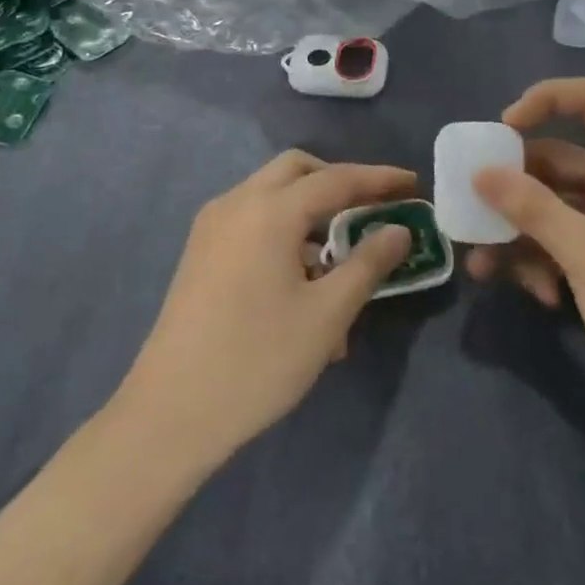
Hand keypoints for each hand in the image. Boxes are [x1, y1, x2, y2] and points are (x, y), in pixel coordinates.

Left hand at [117, 150, 415, 466]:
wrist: (171, 413)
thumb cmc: (258, 360)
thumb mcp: (327, 314)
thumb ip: (368, 263)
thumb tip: (399, 230)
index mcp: (269, 210)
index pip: (336, 178)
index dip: (379, 179)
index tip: (413, 184)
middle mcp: (236, 204)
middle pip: (297, 171)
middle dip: (339, 183)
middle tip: (374, 209)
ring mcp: (212, 227)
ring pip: (272, 196)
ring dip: (311, 211)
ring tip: (342, 260)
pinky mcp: (201, 253)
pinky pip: (252, 223)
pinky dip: (284, 232)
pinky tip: (303, 282)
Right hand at [466, 77, 584, 428]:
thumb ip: (531, 208)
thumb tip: (480, 172)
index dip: (549, 98)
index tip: (503, 129)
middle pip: (558, 161)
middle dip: (512, 186)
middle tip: (471, 207)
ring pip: (551, 208)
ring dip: (517, 233)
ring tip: (483, 266)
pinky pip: (560, 244)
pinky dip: (541, 262)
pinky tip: (538, 295)